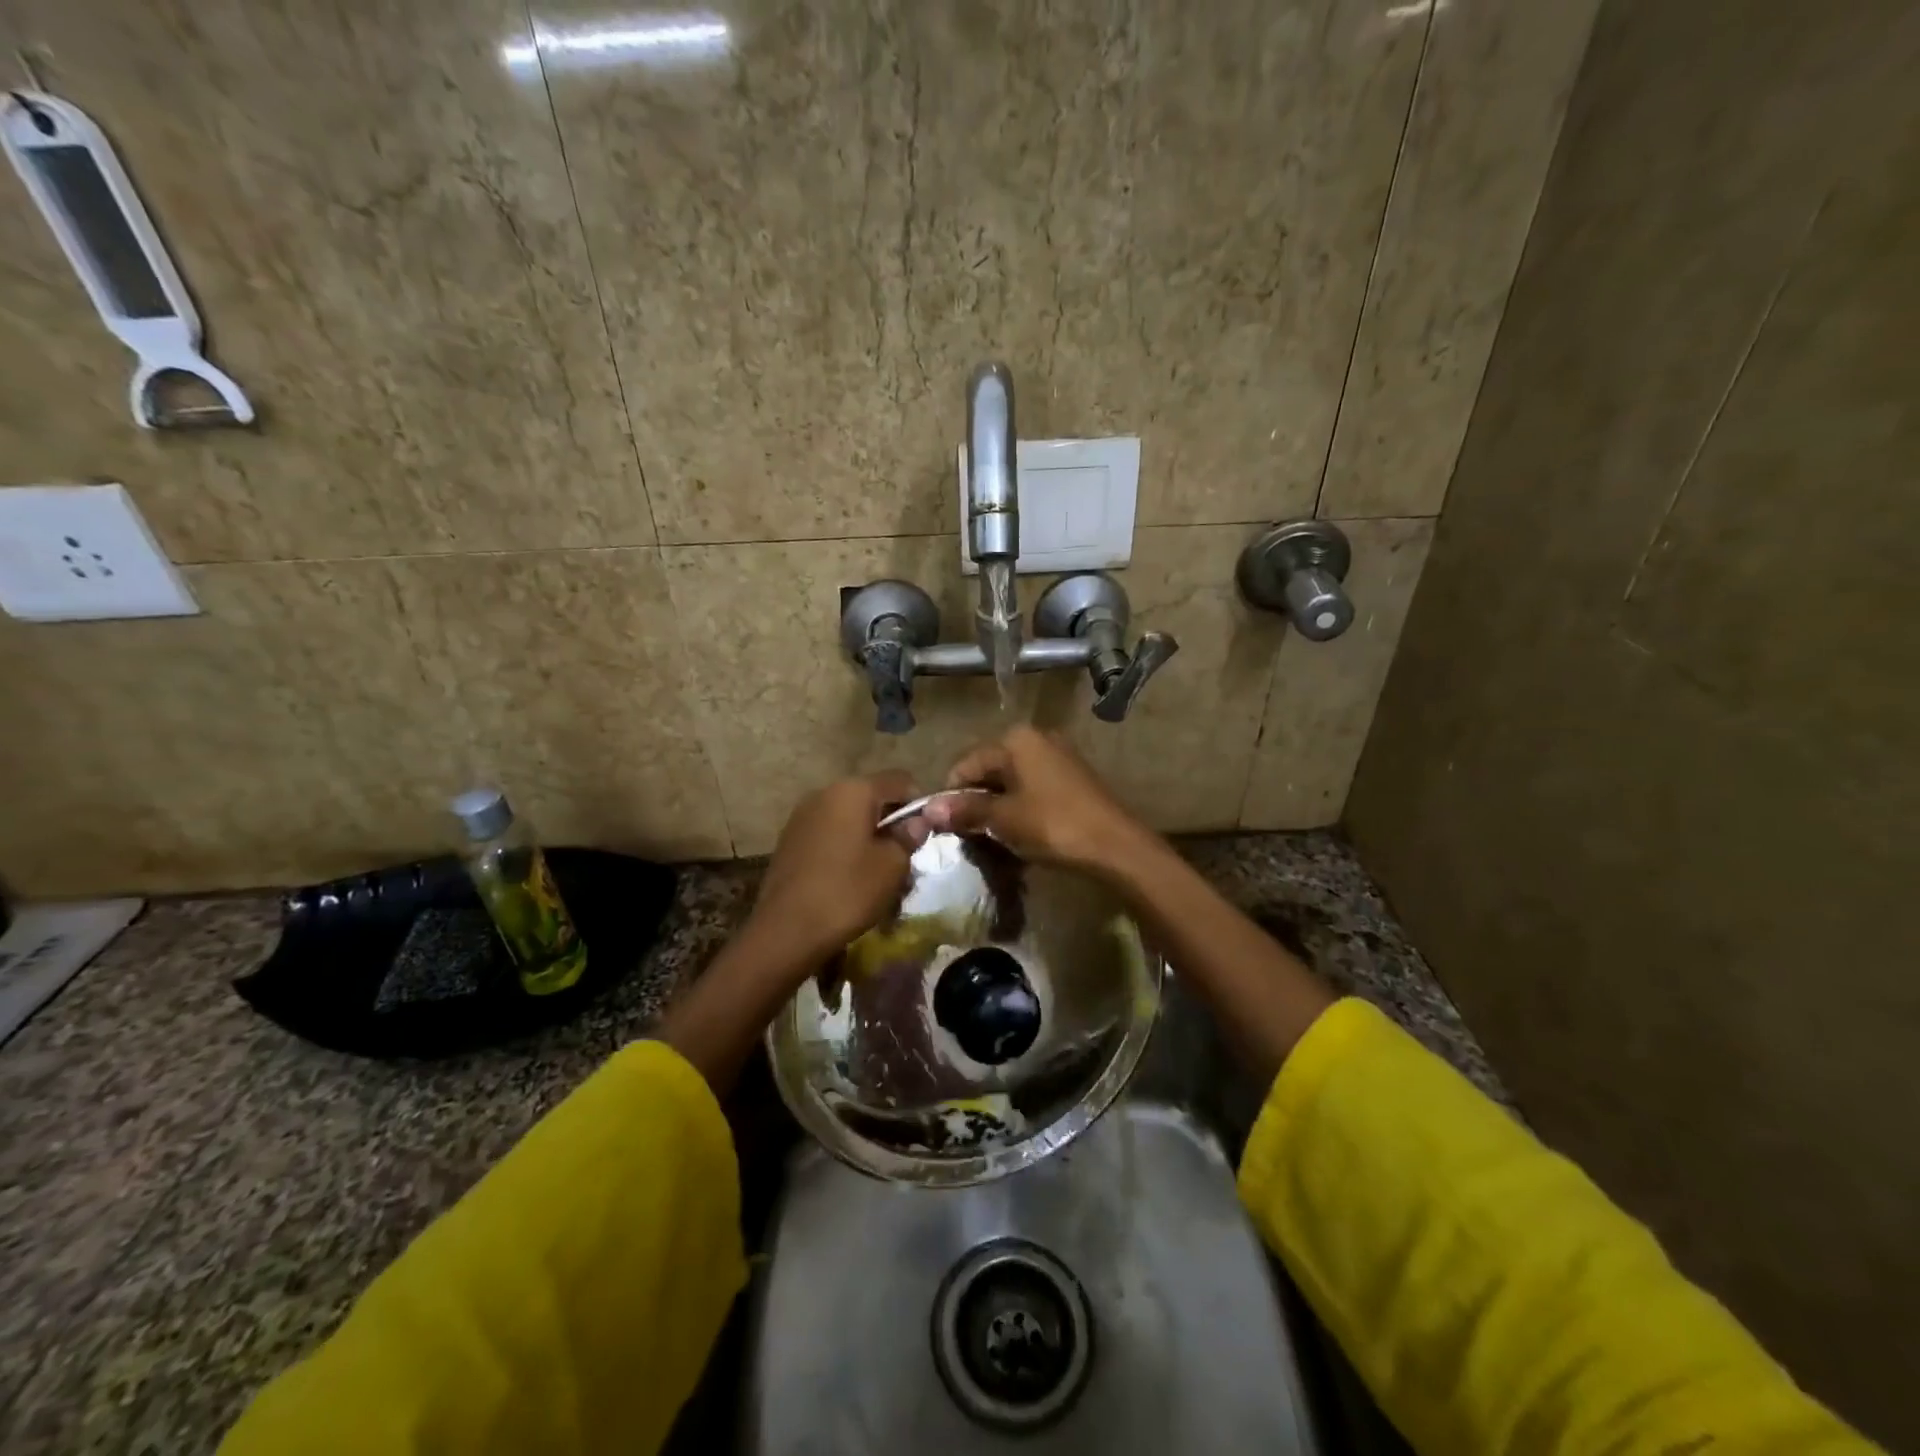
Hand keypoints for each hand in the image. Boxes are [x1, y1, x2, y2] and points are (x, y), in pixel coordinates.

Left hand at [748, 771, 924, 969]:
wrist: (786, 930)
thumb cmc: (848, 891)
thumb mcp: (892, 865)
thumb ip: (909, 836)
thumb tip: (918, 821)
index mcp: (853, 790)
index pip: (900, 780)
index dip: (919, 803)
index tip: (924, 834)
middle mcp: (825, 793)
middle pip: (871, 798)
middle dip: (891, 823)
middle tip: (904, 858)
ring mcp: (803, 816)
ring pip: (849, 818)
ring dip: (867, 837)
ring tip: (877, 873)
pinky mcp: (790, 840)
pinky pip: (829, 834)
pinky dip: (845, 848)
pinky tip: (848, 879)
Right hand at [921, 727, 1155, 880]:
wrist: (1116, 845)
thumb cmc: (1053, 824)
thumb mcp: (1003, 818)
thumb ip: (966, 809)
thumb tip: (927, 810)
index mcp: (1016, 739)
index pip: (967, 764)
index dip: (952, 795)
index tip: (946, 827)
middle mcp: (1037, 737)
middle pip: (990, 769)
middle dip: (976, 801)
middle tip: (970, 835)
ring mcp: (1058, 756)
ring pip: (1012, 781)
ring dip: (998, 807)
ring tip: (994, 837)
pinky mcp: (1073, 777)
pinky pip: (1033, 788)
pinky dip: (1021, 807)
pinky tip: (1021, 832)